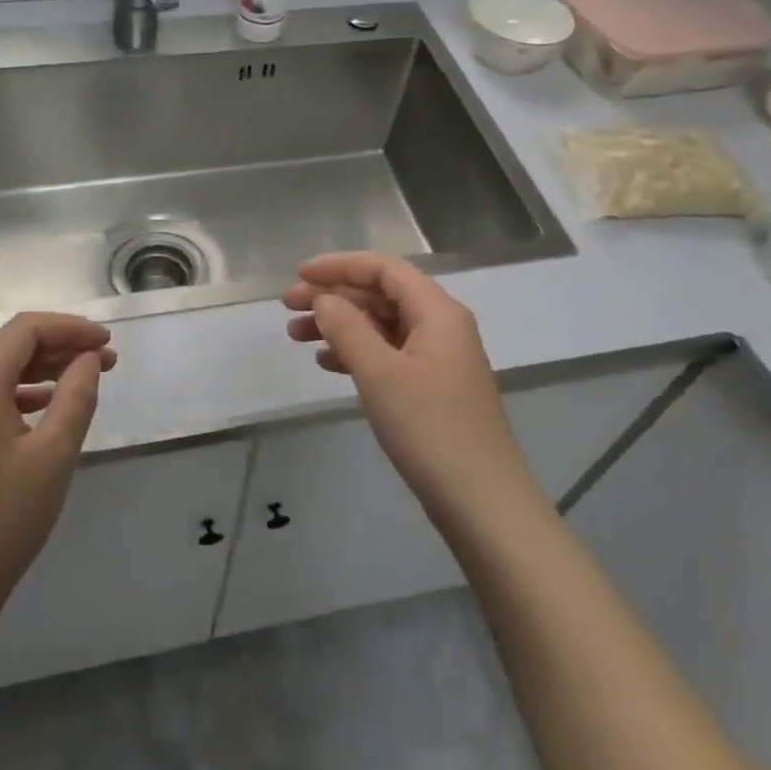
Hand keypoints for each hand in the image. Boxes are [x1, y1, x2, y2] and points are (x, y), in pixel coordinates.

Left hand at [0, 313, 115, 638]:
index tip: (108, 343)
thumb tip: (90, 358)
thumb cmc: (3, 520)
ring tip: (87, 380)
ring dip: (45, 369)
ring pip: (1, 373)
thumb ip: (76, 396)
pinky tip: (51, 409)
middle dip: (62, 346)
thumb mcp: (54, 454)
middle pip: (12, 347)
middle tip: (108, 362)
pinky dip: (25, 394)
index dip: (70, 328)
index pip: (26, 330)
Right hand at [284, 253, 536, 531]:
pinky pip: (388, 354)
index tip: (299, 274)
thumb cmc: (430, 429)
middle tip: (288, 307)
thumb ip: (348, 329)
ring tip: (296, 336)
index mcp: (437, 313)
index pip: (384, 270)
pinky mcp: (432, 389)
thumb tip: (324, 299)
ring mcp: (438, 359)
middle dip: (334, 296)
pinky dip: (356, 353)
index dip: (340, 266)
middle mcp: (441, 327)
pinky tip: (327, 363)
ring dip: (340, 325)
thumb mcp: (381, 374)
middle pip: (381, 296)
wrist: (482, 503)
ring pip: (381, 326)